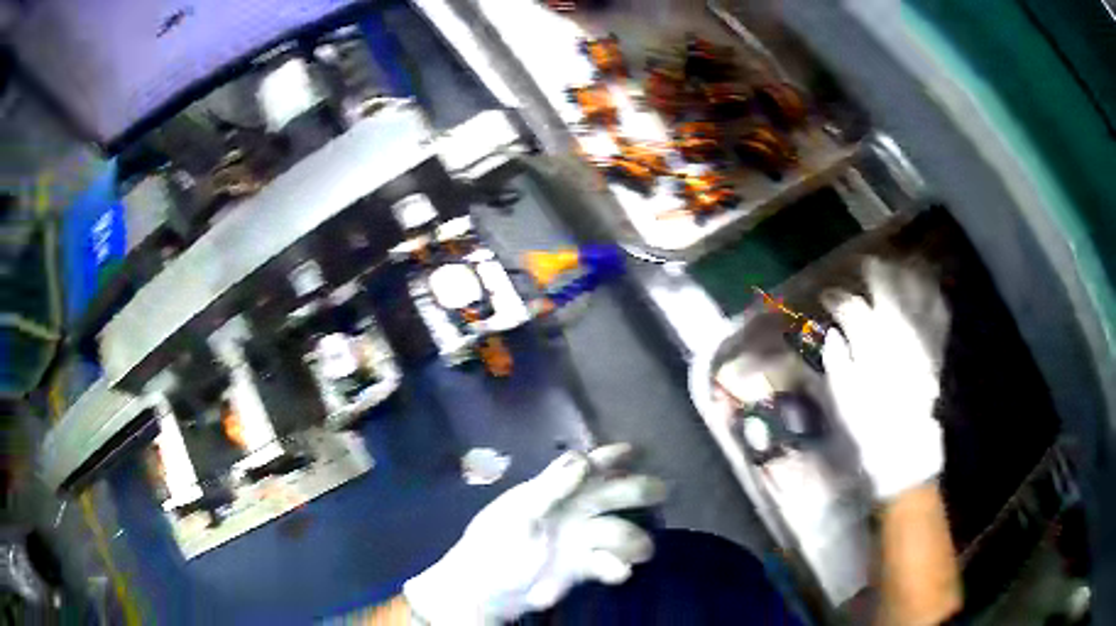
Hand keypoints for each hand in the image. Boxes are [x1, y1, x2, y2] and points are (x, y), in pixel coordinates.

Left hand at [403, 444, 666, 623]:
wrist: (486, 591)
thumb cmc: (495, 546)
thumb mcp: (518, 515)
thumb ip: (551, 488)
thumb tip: (583, 459)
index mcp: (552, 492)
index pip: (585, 466)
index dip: (610, 456)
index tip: (636, 449)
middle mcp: (572, 512)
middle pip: (612, 495)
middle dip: (638, 491)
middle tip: (663, 491)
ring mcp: (579, 540)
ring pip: (618, 531)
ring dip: (632, 538)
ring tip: (642, 550)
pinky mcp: (582, 568)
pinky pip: (608, 563)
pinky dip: (617, 567)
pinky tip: (619, 574)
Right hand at [822, 259, 949, 499]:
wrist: (907, 452)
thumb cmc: (870, 429)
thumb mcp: (845, 400)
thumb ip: (838, 362)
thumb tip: (833, 333)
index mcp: (872, 346)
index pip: (852, 309)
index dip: (837, 298)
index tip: (828, 295)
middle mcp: (898, 335)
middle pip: (887, 291)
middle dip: (875, 273)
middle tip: (867, 266)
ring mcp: (920, 340)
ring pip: (915, 295)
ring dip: (906, 277)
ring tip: (899, 265)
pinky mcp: (935, 352)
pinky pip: (937, 316)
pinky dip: (934, 299)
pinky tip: (930, 290)